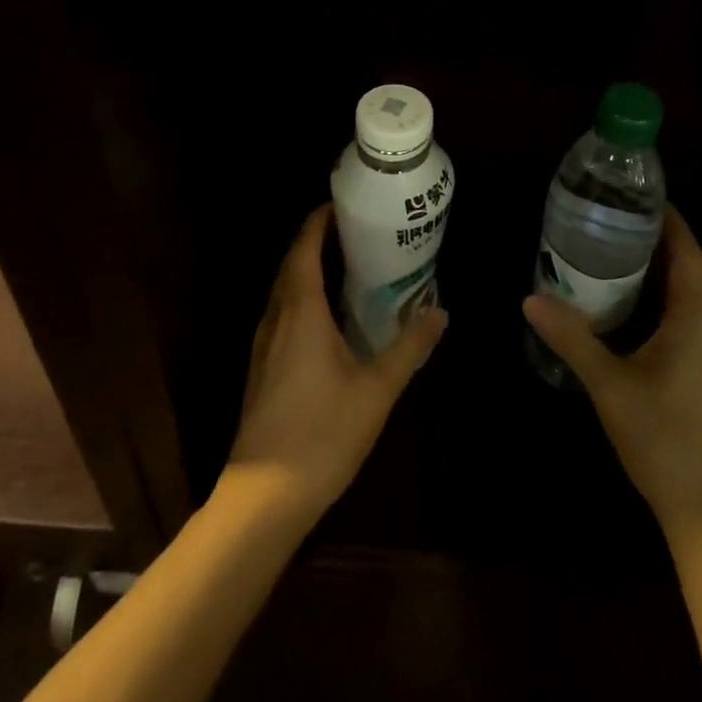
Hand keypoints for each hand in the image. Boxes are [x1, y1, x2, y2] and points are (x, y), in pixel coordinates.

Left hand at [223, 203, 447, 527]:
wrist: (263, 499)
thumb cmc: (322, 433)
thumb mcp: (377, 389)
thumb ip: (409, 347)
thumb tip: (440, 312)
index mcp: (300, 311)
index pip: (304, 248)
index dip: (319, 222)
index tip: (341, 203)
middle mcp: (276, 318)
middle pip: (291, 264)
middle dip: (316, 240)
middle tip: (353, 229)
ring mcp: (264, 346)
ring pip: (283, 291)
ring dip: (307, 269)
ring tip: (344, 264)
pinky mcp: (262, 370)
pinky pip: (281, 314)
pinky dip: (302, 298)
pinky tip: (326, 317)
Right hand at [523, 206, 701, 531]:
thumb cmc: (664, 441)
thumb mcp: (610, 387)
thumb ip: (572, 340)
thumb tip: (530, 298)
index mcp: (694, 319)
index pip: (687, 251)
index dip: (670, 220)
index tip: (641, 196)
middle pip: (688, 270)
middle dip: (656, 242)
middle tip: (613, 222)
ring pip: (688, 297)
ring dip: (659, 273)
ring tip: (616, 257)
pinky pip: (687, 321)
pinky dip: (662, 302)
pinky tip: (632, 313)